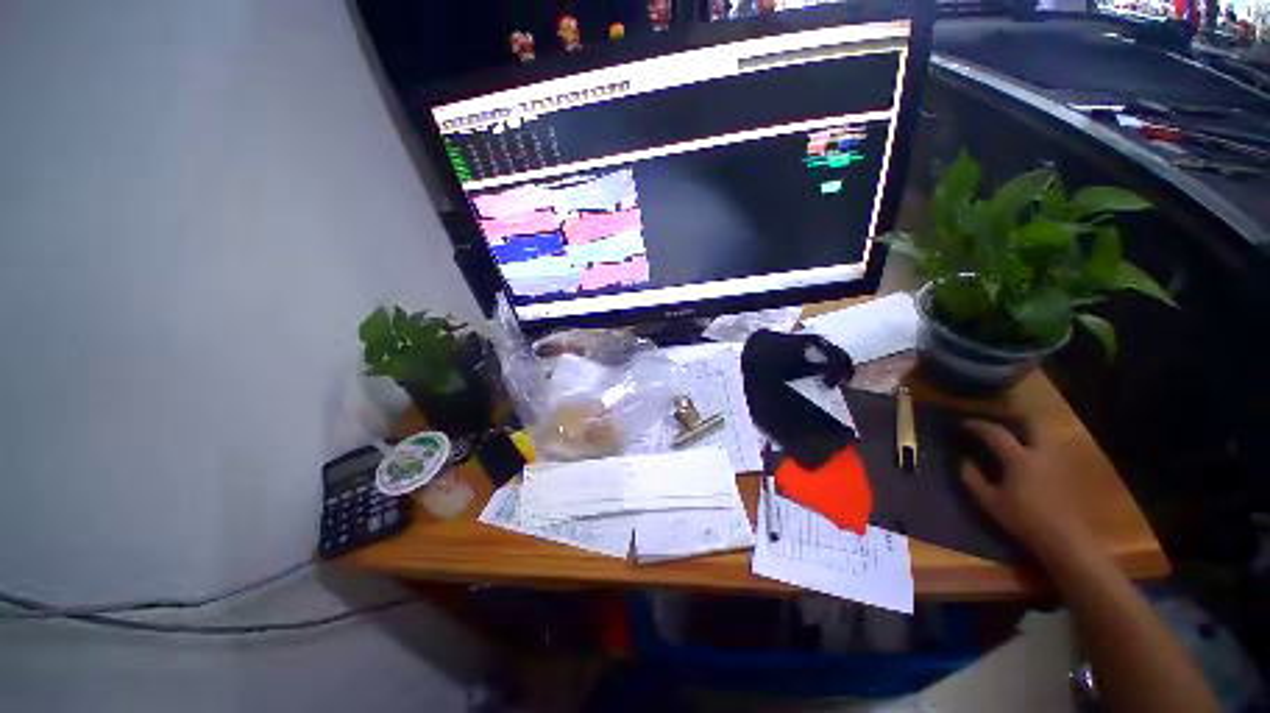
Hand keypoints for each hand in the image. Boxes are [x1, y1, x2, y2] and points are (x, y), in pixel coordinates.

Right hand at [959, 420, 1092, 557]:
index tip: (963, 424)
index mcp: (1019, 458)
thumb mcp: (989, 501)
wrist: (1065, 539)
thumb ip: (971, 477)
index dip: (977, 425)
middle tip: (996, 421)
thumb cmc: (1023, 519)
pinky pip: (1052, 445)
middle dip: (1012, 417)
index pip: (995, 432)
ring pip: (1045, 431)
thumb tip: (962, 459)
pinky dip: (1038, 441)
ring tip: (1013, 435)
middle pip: (1030, 421)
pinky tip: (1029, 453)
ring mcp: (1059, 458)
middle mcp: (1041, 451)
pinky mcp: (1068, 468)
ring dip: (1027, 428)